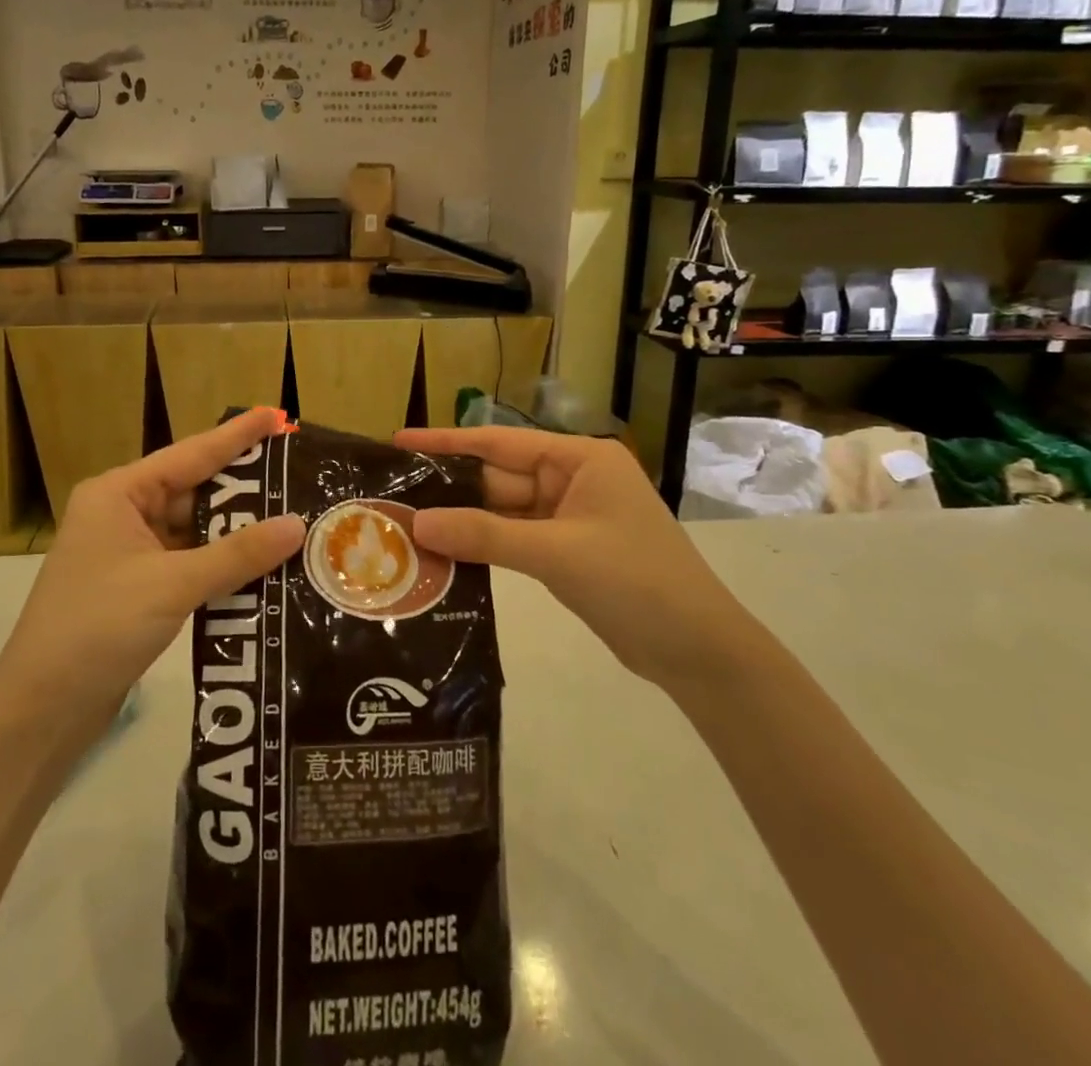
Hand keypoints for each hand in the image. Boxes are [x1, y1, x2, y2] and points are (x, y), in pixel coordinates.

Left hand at [0, 408, 304, 726]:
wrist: (41, 710)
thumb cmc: (97, 628)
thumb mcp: (172, 584)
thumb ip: (237, 554)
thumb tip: (297, 525)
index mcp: (118, 494)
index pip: (191, 454)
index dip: (237, 435)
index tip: (277, 416)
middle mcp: (123, 514)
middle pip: (195, 491)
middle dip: (245, 489)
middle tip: (299, 476)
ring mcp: (130, 553)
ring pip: (196, 531)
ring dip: (237, 532)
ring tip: (294, 520)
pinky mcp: (139, 589)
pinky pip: (191, 563)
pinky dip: (222, 565)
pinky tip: (263, 567)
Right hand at [394, 427, 753, 689]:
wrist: (698, 651)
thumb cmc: (635, 581)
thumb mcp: (557, 553)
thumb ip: (485, 535)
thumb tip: (417, 524)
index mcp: (580, 459)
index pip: (500, 441)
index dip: (448, 440)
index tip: (400, 440)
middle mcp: (573, 480)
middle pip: (498, 477)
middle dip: (450, 488)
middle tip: (393, 494)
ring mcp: (569, 518)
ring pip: (503, 512)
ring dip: (463, 522)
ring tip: (405, 525)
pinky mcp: (566, 553)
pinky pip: (514, 540)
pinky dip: (484, 547)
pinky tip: (444, 555)